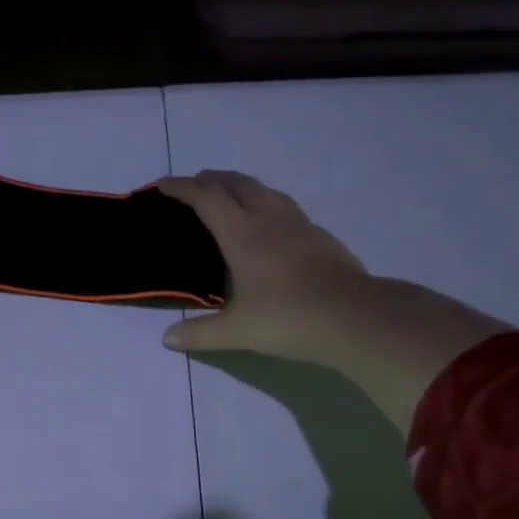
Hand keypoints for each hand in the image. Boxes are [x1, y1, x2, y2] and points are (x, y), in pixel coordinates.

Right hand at [158, 170, 372, 363]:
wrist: (356, 317)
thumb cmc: (289, 318)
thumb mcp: (237, 331)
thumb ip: (200, 333)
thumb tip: (167, 339)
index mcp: (242, 235)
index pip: (206, 199)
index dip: (182, 188)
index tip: (163, 184)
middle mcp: (268, 220)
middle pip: (236, 184)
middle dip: (211, 179)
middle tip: (194, 182)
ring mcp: (299, 224)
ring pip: (264, 190)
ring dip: (240, 184)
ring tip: (229, 192)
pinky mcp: (320, 236)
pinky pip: (285, 206)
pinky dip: (266, 201)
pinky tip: (270, 220)